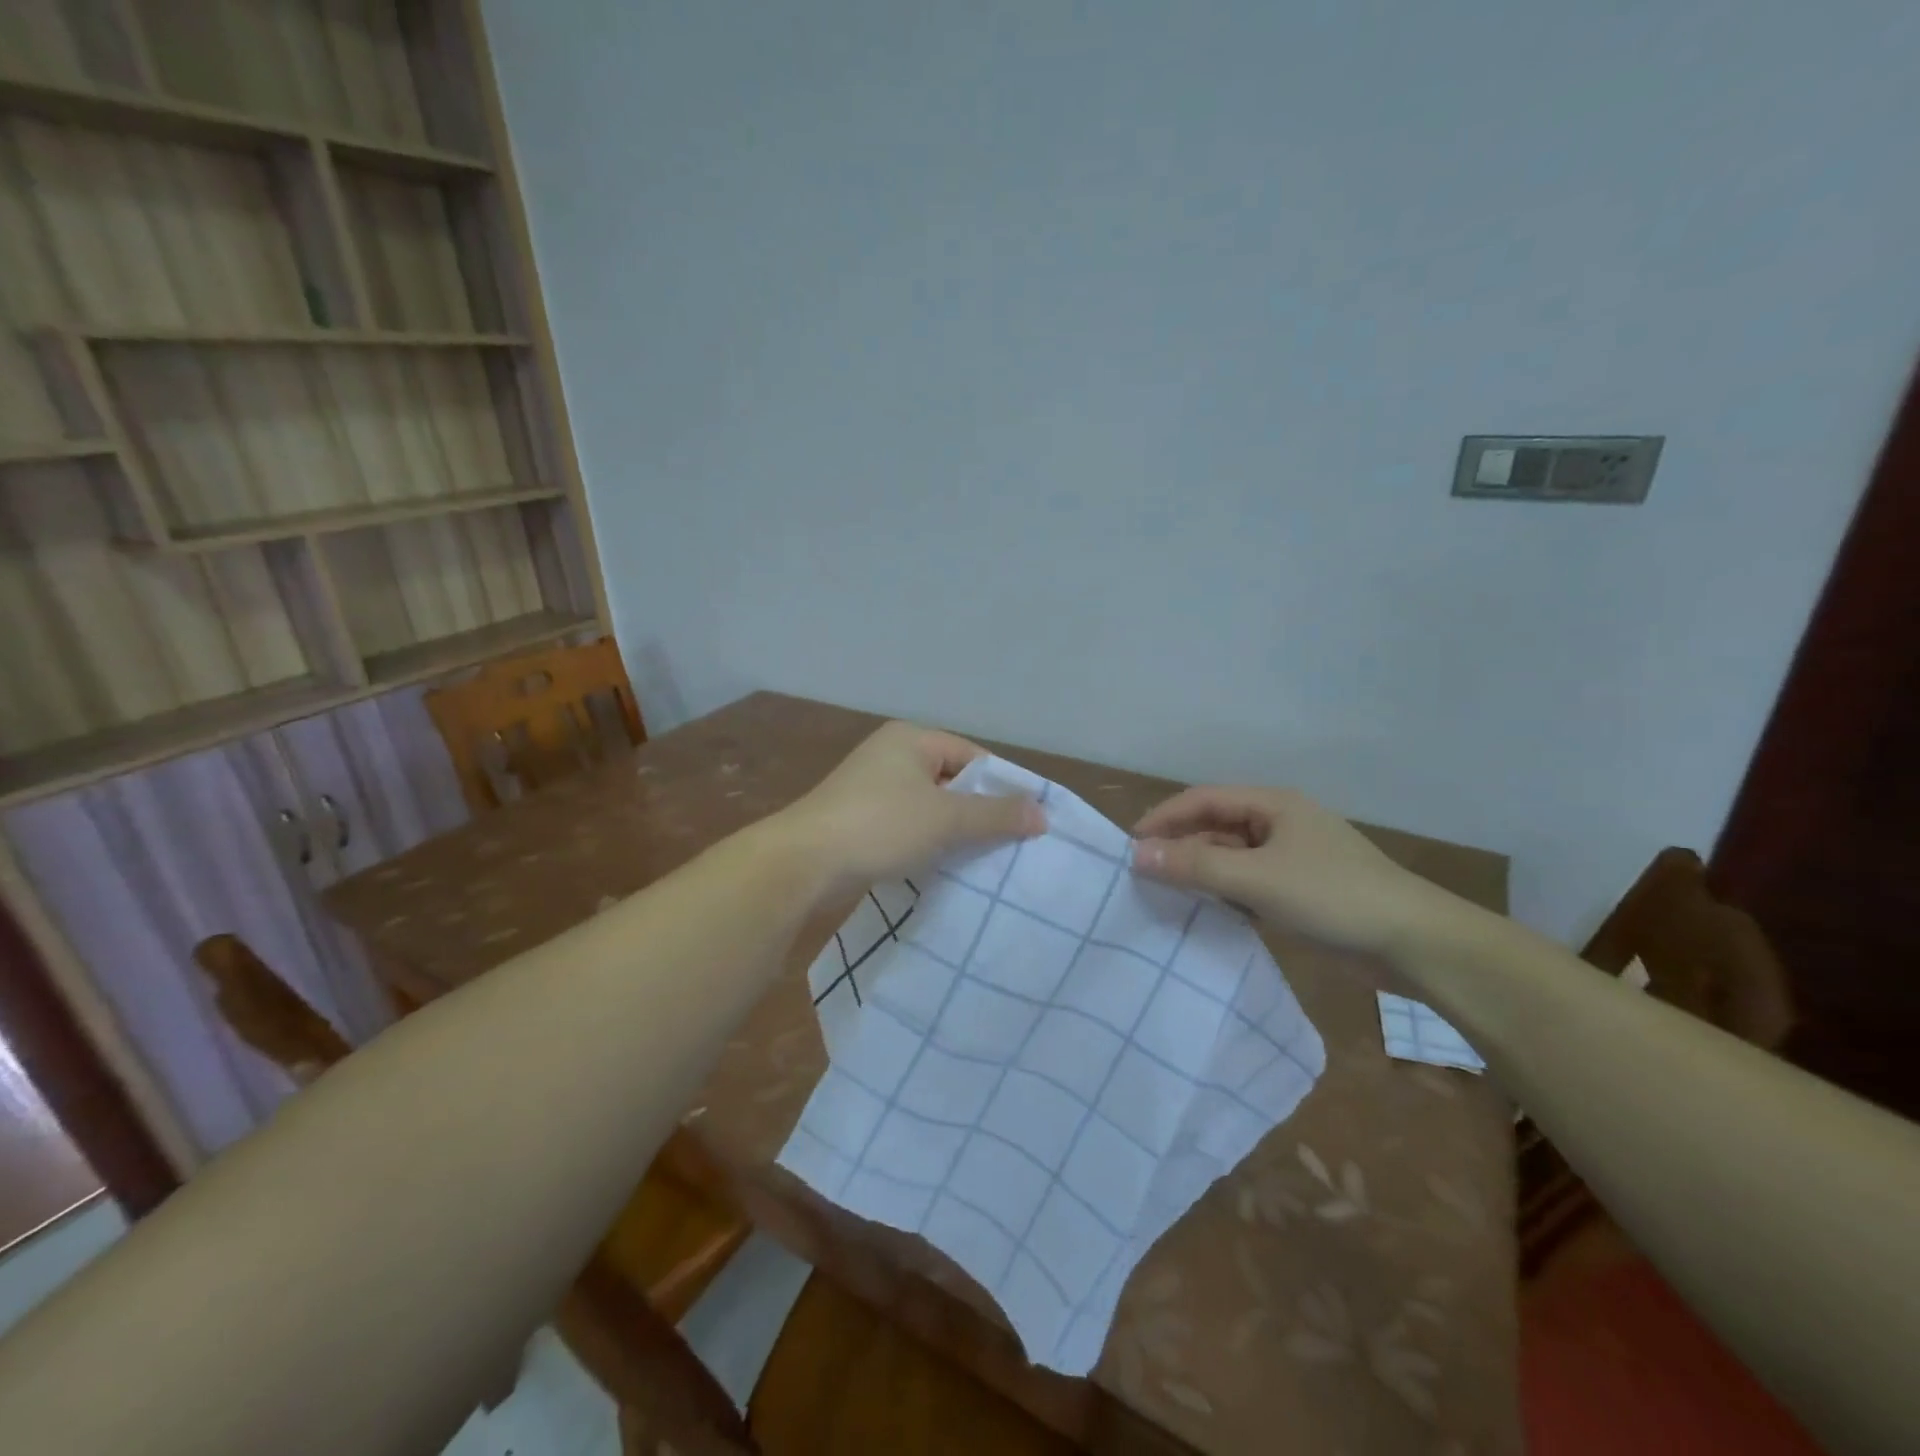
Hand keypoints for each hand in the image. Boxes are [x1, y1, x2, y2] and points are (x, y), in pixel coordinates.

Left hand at [779, 722, 1044, 894]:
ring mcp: (872, 787)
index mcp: (911, 739)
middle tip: (1010, 844)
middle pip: (952, 780)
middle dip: (979, 811)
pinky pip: (908, 825)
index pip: (973, 756)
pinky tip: (943, 866)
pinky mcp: (860, 818)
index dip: (1001, 786)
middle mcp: (891, 755)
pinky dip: (927, 842)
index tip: (1026, 820)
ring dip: (953, 831)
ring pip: (930, 806)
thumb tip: (1042, 814)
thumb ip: (995, 814)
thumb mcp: (946, 818)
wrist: (804, 862)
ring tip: (983, 860)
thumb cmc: (880, 825)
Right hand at [1131, 786, 1463, 956]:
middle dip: (1180, 846)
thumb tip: (1136, 854)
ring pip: (1232, 856)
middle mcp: (1280, 823)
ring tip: (1166, 895)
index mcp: (1273, 804)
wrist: (1415, 943)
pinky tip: (1209, 912)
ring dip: (1201, 872)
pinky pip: (1249, 882)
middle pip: (1216, 826)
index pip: (1203, 799)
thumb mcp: (1256, 880)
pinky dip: (1225, 893)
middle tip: (1143, 874)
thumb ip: (1194, 867)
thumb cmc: (1333, 896)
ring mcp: (1293, 857)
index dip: (1164, 817)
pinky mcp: (1302, 889)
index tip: (1130, 845)